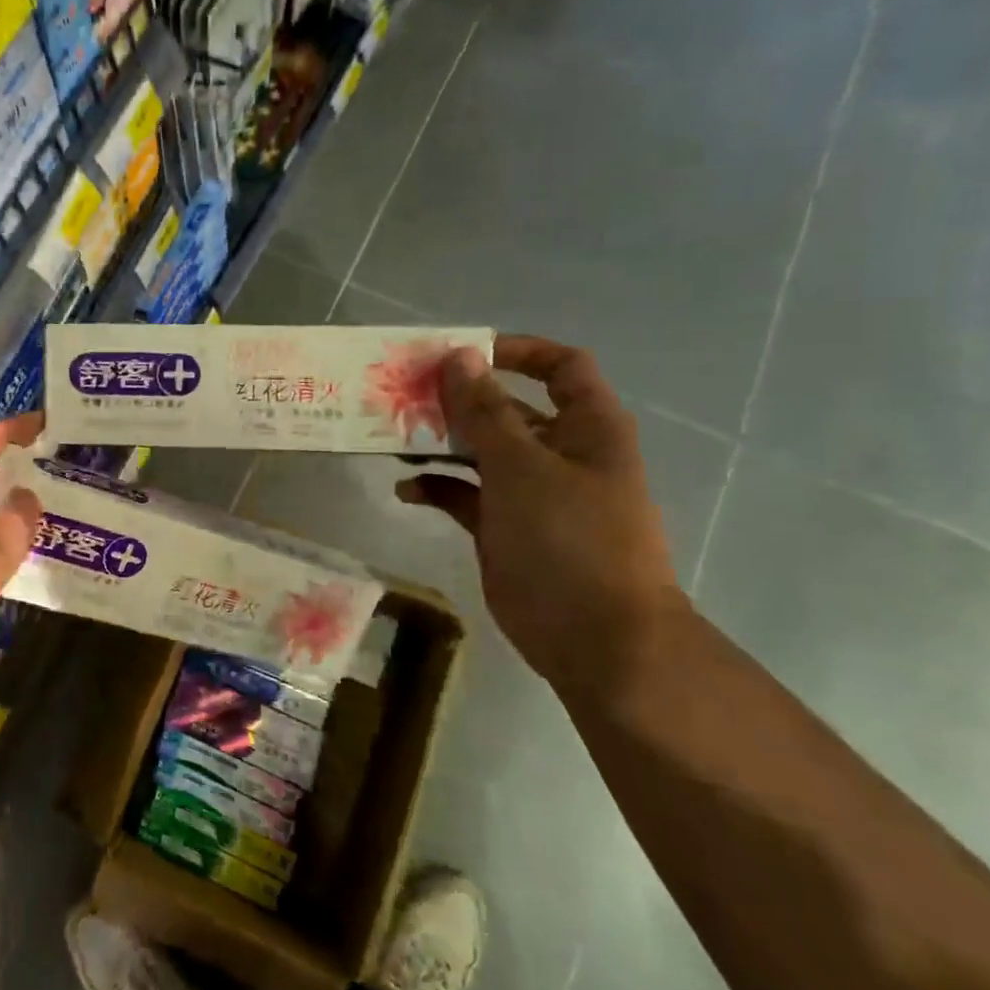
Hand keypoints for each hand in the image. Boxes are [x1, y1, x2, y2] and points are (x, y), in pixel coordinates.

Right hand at [396, 336, 686, 693]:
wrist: (596, 638)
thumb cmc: (570, 539)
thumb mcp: (522, 466)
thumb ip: (485, 411)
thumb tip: (458, 356)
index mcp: (585, 428)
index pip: (559, 367)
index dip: (515, 351)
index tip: (461, 353)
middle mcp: (559, 453)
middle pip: (507, 408)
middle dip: (458, 399)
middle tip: (403, 394)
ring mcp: (530, 493)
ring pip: (479, 451)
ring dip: (439, 442)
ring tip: (392, 437)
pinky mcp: (503, 528)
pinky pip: (464, 494)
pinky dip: (437, 487)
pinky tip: (405, 490)